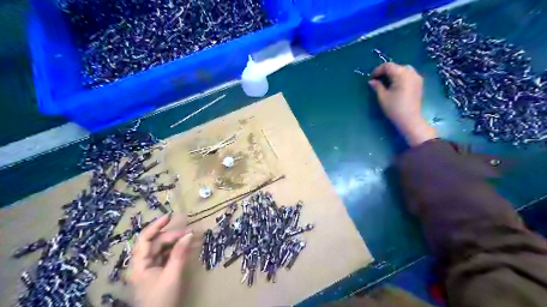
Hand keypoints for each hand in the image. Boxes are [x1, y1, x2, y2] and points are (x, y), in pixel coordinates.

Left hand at [130, 214, 192, 306]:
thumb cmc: (161, 299)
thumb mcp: (172, 275)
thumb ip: (180, 253)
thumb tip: (189, 234)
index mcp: (140, 264)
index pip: (145, 239)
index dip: (156, 225)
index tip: (170, 216)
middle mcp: (143, 264)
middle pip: (157, 243)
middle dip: (174, 236)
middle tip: (191, 232)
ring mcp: (150, 269)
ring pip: (163, 250)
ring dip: (177, 243)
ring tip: (193, 239)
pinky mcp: (158, 273)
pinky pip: (167, 257)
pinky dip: (177, 252)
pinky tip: (188, 248)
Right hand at [369, 63, 438, 146]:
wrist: (410, 120)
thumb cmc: (394, 108)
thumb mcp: (383, 97)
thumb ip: (377, 86)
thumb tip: (372, 81)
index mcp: (402, 74)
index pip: (388, 66)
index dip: (378, 70)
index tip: (371, 78)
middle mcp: (411, 73)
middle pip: (396, 67)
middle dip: (386, 72)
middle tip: (378, 80)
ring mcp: (417, 78)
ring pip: (403, 70)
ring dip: (394, 74)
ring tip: (386, 83)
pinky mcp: (419, 84)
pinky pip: (409, 75)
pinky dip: (401, 77)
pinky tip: (395, 86)